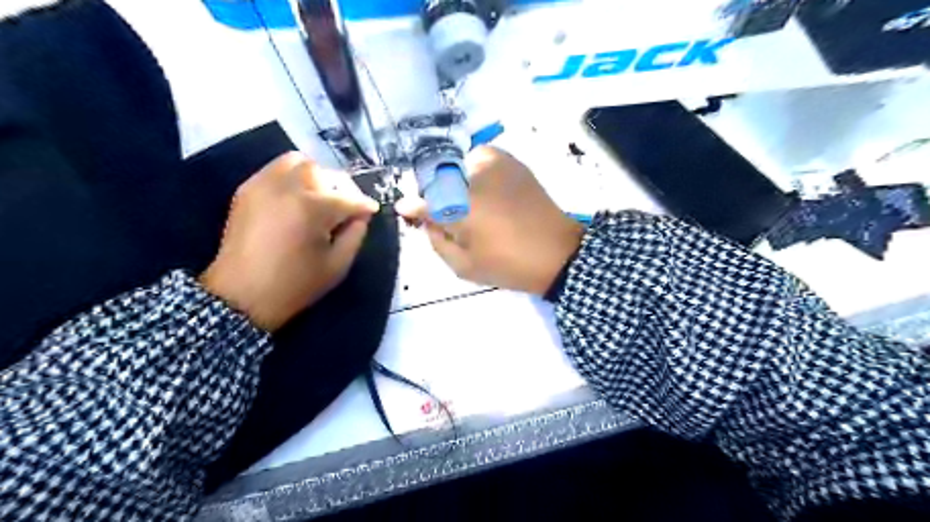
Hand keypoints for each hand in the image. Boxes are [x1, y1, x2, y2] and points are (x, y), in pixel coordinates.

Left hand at [202, 150, 377, 329]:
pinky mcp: (246, 190)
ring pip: (297, 162)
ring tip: (320, 198)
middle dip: (340, 187)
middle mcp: (286, 187)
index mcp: (311, 208)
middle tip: (345, 206)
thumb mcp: (337, 266)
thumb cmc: (294, 285)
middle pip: (323, 172)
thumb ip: (355, 235)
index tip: (372, 210)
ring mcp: (262, 185)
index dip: (364, 205)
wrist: (240, 297)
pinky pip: (275, 170)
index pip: (347, 198)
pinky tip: (297, 200)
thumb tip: (361, 216)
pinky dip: (292, 178)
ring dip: (315, 176)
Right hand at [393, 145, 578, 297]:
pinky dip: (476, 171)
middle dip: (437, 196)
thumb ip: (436, 240)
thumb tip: (422, 218)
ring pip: (460, 165)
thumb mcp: (464, 265)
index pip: (425, 200)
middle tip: (446, 216)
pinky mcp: (513, 162)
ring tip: (469, 206)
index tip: (405, 209)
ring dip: (457, 183)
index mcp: (462, 206)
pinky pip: (481, 159)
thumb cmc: (508, 265)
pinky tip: (485, 192)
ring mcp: (496, 164)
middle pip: (440, 179)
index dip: (414, 207)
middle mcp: (475, 177)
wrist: (558, 253)